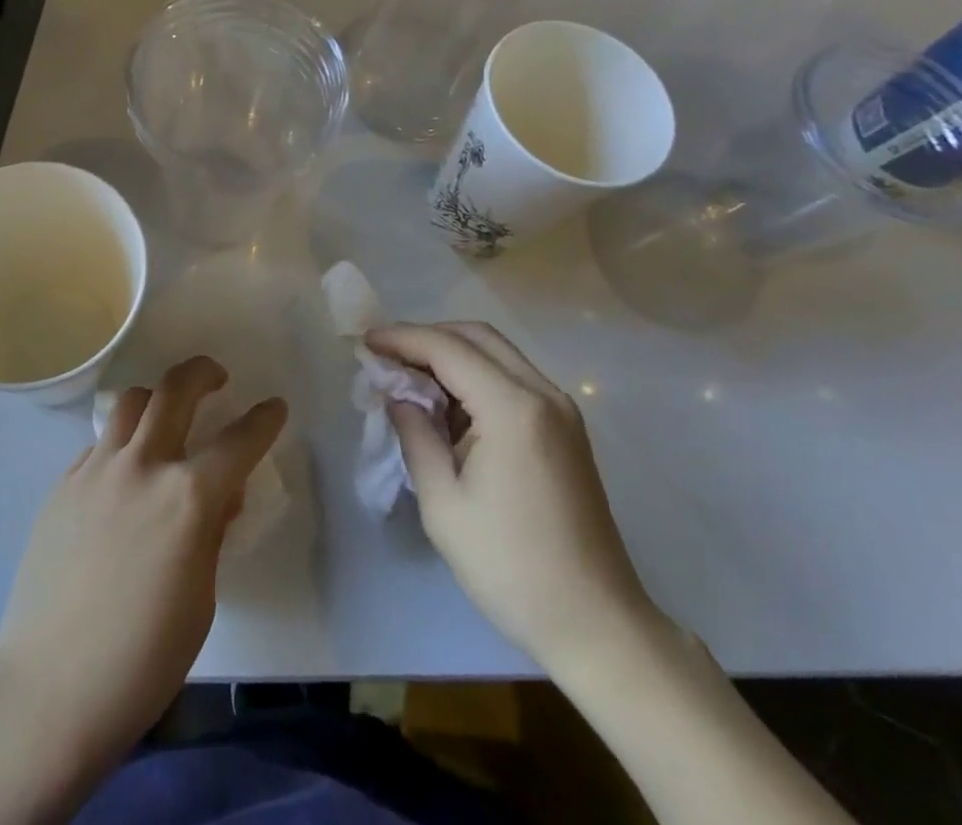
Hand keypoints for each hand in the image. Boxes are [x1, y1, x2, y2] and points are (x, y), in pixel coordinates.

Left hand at [0, 356, 286, 770]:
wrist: (49, 688)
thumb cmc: (142, 659)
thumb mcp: (200, 598)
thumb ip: (211, 532)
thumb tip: (220, 495)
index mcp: (188, 498)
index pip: (239, 440)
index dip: (264, 419)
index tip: (274, 407)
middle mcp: (143, 466)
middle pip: (176, 389)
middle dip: (204, 372)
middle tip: (216, 379)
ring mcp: (96, 470)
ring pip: (132, 403)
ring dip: (158, 399)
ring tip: (166, 419)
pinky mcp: (63, 484)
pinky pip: (100, 444)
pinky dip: (122, 445)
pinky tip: (123, 478)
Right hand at [368, 322, 659, 671]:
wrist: (597, 625)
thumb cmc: (511, 568)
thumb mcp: (444, 505)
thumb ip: (416, 436)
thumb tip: (398, 396)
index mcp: (513, 409)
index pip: (448, 349)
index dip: (403, 339)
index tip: (365, 341)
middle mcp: (543, 394)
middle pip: (477, 336)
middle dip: (427, 337)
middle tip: (387, 356)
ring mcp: (561, 410)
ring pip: (497, 353)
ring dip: (452, 354)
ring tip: (410, 376)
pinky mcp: (566, 429)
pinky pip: (513, 378)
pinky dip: (476, 375)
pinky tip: (449, 403)